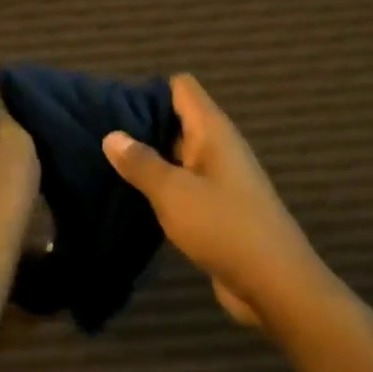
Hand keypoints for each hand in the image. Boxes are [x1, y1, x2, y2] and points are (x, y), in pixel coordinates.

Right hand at [103, 74, 326, 327]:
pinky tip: (131, 196)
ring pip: (177, 154)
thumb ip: (141, 162)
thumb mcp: (174, 192)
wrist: (274, 284)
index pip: (182, 88)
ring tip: (105, 163)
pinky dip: (160, 186)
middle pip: (177, 119)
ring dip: (148, 158)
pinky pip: (183, 184)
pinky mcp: (217, 207)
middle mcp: (218, 147)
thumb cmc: (223, 226)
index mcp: (213, 131)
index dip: (149, 89)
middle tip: (97, 133)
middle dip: (141, 124)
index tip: (112, 104)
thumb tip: (112, 135)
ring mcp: (219, 178)